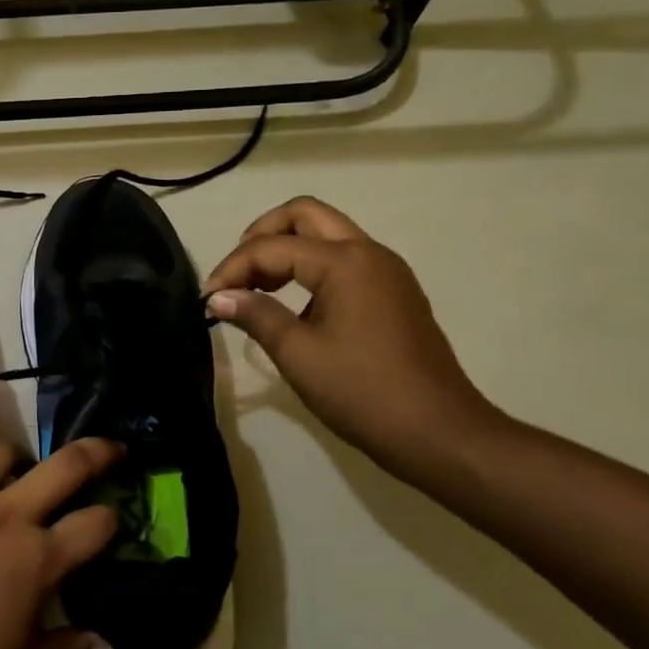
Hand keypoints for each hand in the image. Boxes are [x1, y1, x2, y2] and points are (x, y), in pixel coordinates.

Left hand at [0, 410, 122, 648]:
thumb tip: (110, 648)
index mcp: (37, 561)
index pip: (93, 526)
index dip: (111, 520)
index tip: (111, 520)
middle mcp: (6, 515)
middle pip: (63, 468)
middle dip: (95, 454)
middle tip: (110, 448)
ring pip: (2, 452)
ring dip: (19, 454)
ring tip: (19, 462)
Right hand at [203, 197, 504, 477]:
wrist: (440, 434)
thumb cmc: (364, 393)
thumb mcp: (298, 355)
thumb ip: (256, 315)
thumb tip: (219, 296)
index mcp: (345, 262)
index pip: (272, 247)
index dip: (233, 268)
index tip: (208, 299)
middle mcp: (368, 252)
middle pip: (304, 214)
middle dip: (261, 235)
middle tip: (237, 273)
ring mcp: (386, 270)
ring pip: (326, 234)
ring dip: (286, 248)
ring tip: (257, 288)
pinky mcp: (393, 292)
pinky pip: (343, 258)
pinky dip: (310, 266)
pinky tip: (293, 304)